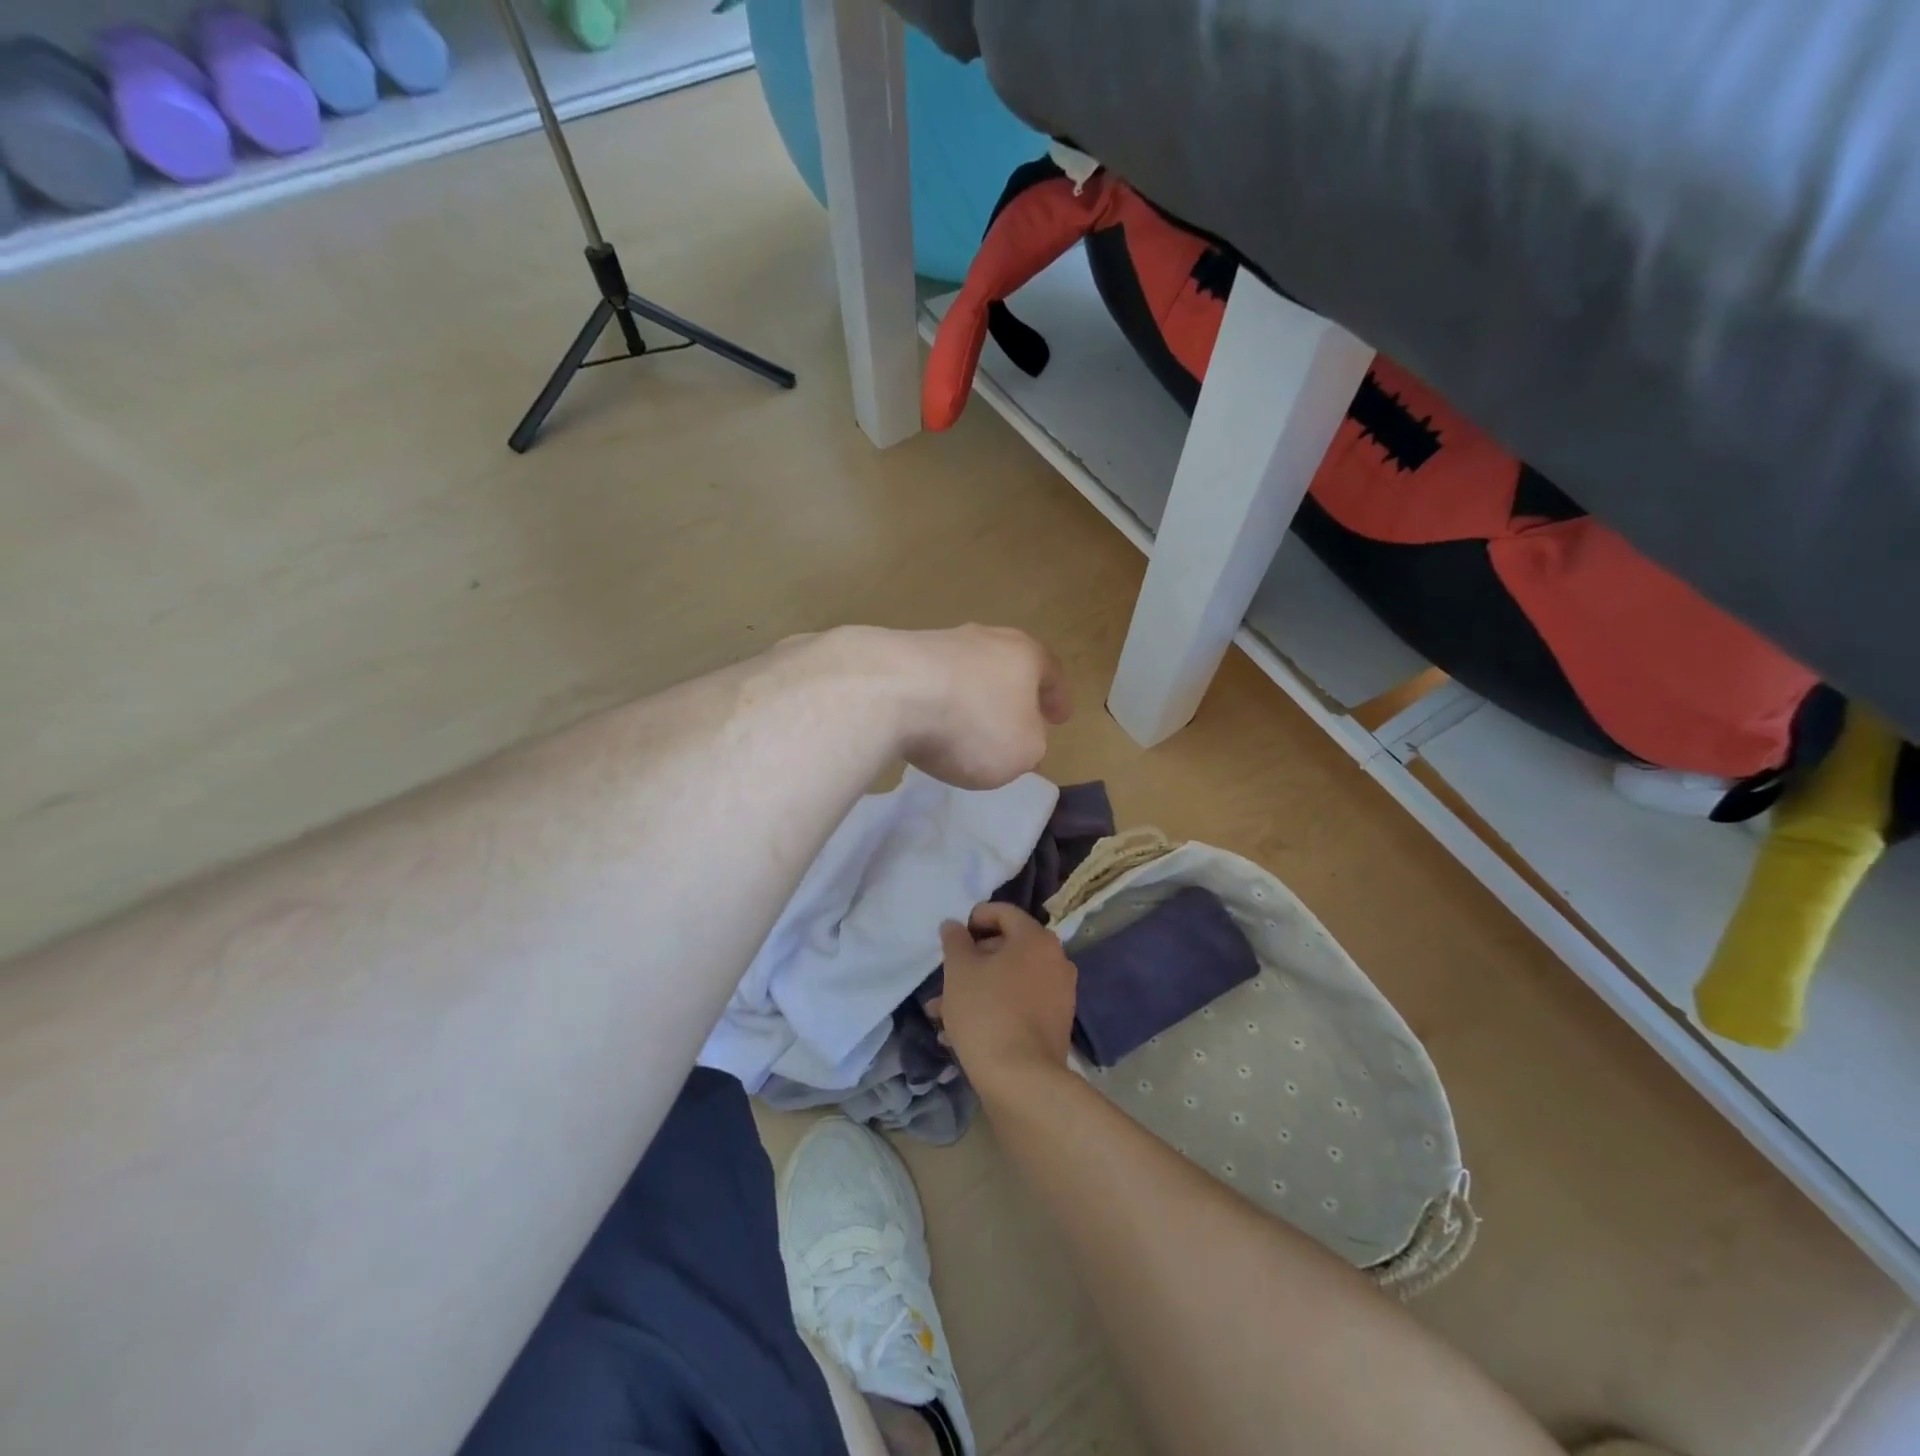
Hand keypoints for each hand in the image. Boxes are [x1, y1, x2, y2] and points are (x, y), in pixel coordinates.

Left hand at [870, 625, 1071, 788]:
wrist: (888, 692)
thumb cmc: (972, 723)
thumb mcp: (1022, 751)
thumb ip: (1031, 744)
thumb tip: (1020, 737)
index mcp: (1023, 653)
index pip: (1050, 671)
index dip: (1057, 697)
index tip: (1059, 718)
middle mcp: (983, 638)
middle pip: (1006, 663)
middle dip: (1012, 692)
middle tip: (1015, 717)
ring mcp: (937, 642)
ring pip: (966, 670)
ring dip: (971, 695)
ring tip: (965, 726)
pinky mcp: (897, 655)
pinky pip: (929, 681)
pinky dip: (935, 701)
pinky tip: (926, 724)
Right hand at [935, 903, 1077, 1092]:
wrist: (1022, 1080)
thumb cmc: (986, 1012)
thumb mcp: (959, 971)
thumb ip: (955, 941)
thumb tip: (954, 925)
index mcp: (1036, 939)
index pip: (1004, 912)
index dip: (975, 918)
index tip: (953, 937)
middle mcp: (1055, 960)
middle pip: (1008, 947)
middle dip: (972, 961)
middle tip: (945, 979)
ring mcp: (1059, 993)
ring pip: (1010, 980)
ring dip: (978, 989)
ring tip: (942, 1013)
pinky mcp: (1056, 1024)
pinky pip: (1020, 1004)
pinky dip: (995, 1008)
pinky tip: (962, 1033)